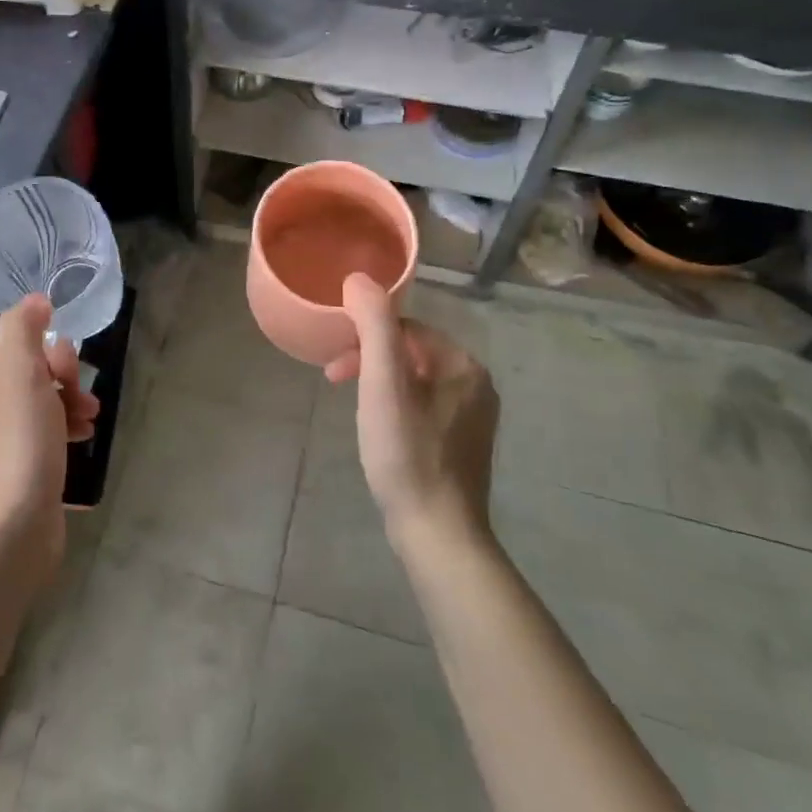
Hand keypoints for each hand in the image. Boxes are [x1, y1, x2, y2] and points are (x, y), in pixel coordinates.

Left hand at [0, 295, 100, 568]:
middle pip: (41, 373)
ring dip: (75, 406)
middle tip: (84, 402)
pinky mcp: (26, 471)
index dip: (55, 354)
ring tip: (91, 424)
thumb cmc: (19, 444)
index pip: (28, 345)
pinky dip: (70, 432)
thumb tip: (35, 298)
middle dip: (70, 380)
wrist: (9, 531)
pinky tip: (84, 444)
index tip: (69, 374)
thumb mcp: (19, 372)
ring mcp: (10, 441)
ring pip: (50, 405)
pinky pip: (53, 436)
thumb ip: (23, 329)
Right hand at [326, 274, 499, 548]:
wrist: (438, 533)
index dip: (364, 339)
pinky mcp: (465, 445)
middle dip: (369, 361)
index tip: (334, 368)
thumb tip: (359, 278)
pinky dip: (396, 408)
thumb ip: (374, 325)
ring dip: (380, 384)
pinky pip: (425, 407)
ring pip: (415, 381)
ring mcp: (474, 417)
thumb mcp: (383, 383)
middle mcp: (478, 384)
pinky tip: (381, 432)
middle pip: (410, 353)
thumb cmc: (406, 452)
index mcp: (464, 364)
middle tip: (337, 384)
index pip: (405, 329)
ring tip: (356, 410)